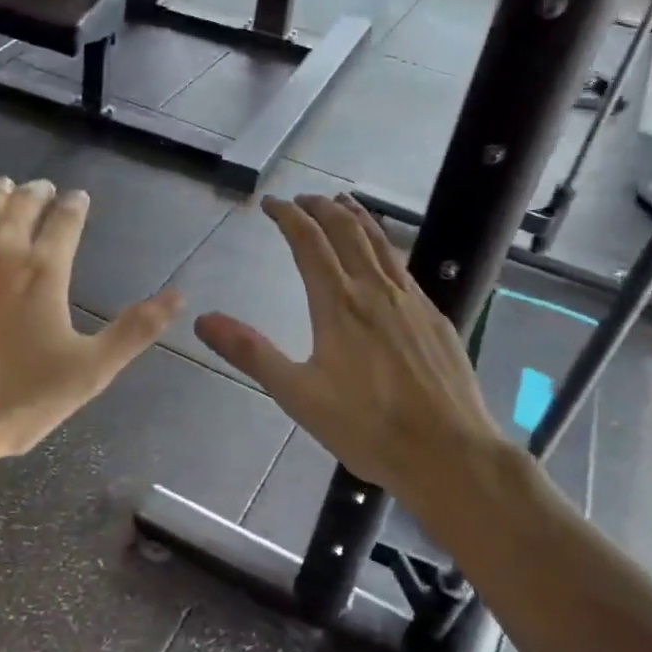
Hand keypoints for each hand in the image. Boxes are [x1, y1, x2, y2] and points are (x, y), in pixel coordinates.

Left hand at [0, 178, 181, 475]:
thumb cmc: (13, 402)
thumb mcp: (88, 372)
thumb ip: (134, 331)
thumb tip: (178, 295)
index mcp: (43, 272)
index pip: (65, 223)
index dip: (75, 206)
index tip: (79, 195)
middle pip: (20, 209)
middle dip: (36, 194)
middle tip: (42, 186)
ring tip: (5, 185)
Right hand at [194, 193, 508, 509]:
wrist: (448, 451)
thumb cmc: (367, 427)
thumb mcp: (297, 395)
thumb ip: (251, 353)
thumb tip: (203, 319)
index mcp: (338, 304)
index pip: (308, 243)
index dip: (288, 217)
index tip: (271, 203)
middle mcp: (375, 290)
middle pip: (347, 231)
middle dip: (321, 208)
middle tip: (303, 199)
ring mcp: (411, 301)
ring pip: (381, 242)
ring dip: (357, 217)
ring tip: (343, 203)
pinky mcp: (435, 317)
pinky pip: (403, 265)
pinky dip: (385, 244)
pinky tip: (384, 257)